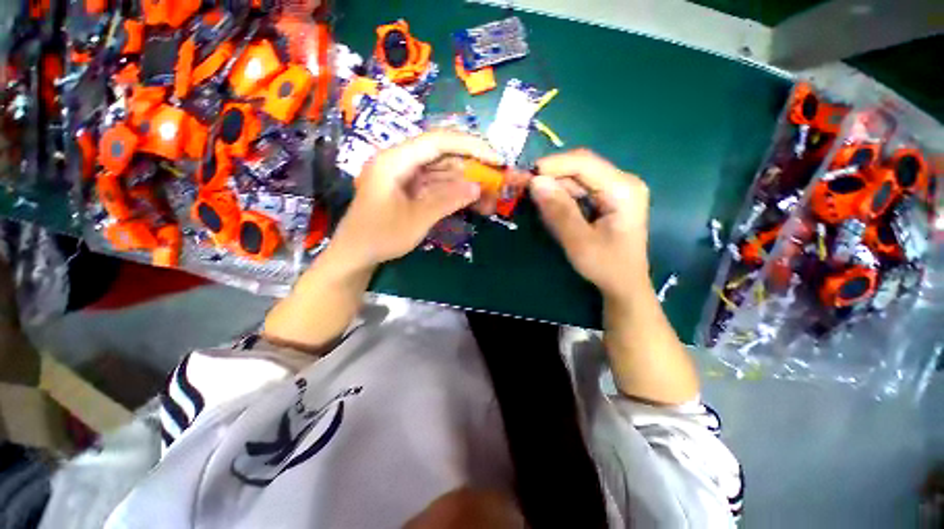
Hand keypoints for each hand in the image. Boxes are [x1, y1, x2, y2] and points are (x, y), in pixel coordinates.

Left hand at [330, 131, 502, 268]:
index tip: (495, 159)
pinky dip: (454, 194)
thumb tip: (477, 187)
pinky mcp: (410, 190)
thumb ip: (447, 201)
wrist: (356, 254)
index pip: (439, 142)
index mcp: (396, 160)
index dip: (470, 146)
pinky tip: (472, 202)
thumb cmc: (380, 236)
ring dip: (466, 184)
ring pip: (443, 172)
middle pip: (443, 156)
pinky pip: (437, 186)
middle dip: (471, 168)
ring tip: (489, 198)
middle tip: (496, 182)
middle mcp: (401, 162)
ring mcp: (406, 176)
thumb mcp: (417, 220)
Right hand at [529, 149, 649, 300]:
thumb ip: (558, 211)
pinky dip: (561, 196)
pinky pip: (579, 190)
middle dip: (551, 176)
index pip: (584, 163)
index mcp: (623, 189)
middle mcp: (622, 182)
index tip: (526, 176)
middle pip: (581, 167)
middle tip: (524, 188)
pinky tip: (550, 206)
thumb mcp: (579, 241)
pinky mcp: (607, 199)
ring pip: (577, 178)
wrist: (623, 285)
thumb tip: (535, 183)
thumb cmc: (606, 266)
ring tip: (533, 198)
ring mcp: (615, 190)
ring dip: (554, 186)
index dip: (553, 165)